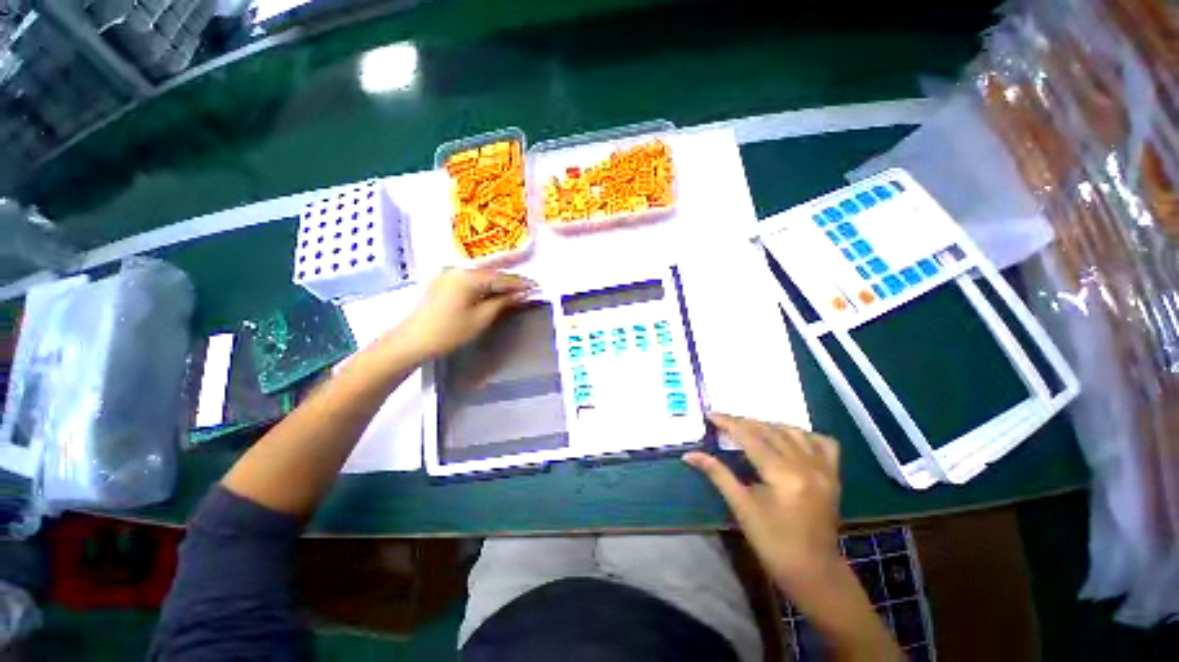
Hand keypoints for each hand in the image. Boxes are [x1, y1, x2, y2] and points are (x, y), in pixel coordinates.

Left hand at [395, 269, 534, 359]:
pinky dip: (485, 285)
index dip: (520, 283)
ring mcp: (448, 274)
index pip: (501, 277)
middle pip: (491, 273)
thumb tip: (522, 293)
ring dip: (498, 283)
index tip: (537, 287)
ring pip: (481, 275)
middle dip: (510, 281)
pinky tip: (494, 291)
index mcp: (468, 276)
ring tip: (515, 290)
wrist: (412, 341)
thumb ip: (503, 302)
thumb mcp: (481, 318)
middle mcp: (458, 269)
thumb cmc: (449, 332)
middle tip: (529, 288)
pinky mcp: (443, 282)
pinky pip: (471, 279)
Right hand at [686, 414, 900, 659]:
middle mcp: (807, 466)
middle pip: (771, 431)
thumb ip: (717, 474)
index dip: (729, 423)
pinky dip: (803, 435)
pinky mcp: (833, 476)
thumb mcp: (742, 507)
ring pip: (794, 432)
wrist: (814, 572)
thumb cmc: (773, 543)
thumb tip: (689, 455)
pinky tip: (787, 439)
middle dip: (745, 422)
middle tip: (723, 421)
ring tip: (749, 429)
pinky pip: (822, 443)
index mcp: (784, 476)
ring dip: (769, 426)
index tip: (710, 415)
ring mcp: (824, 469)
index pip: (751, 438)